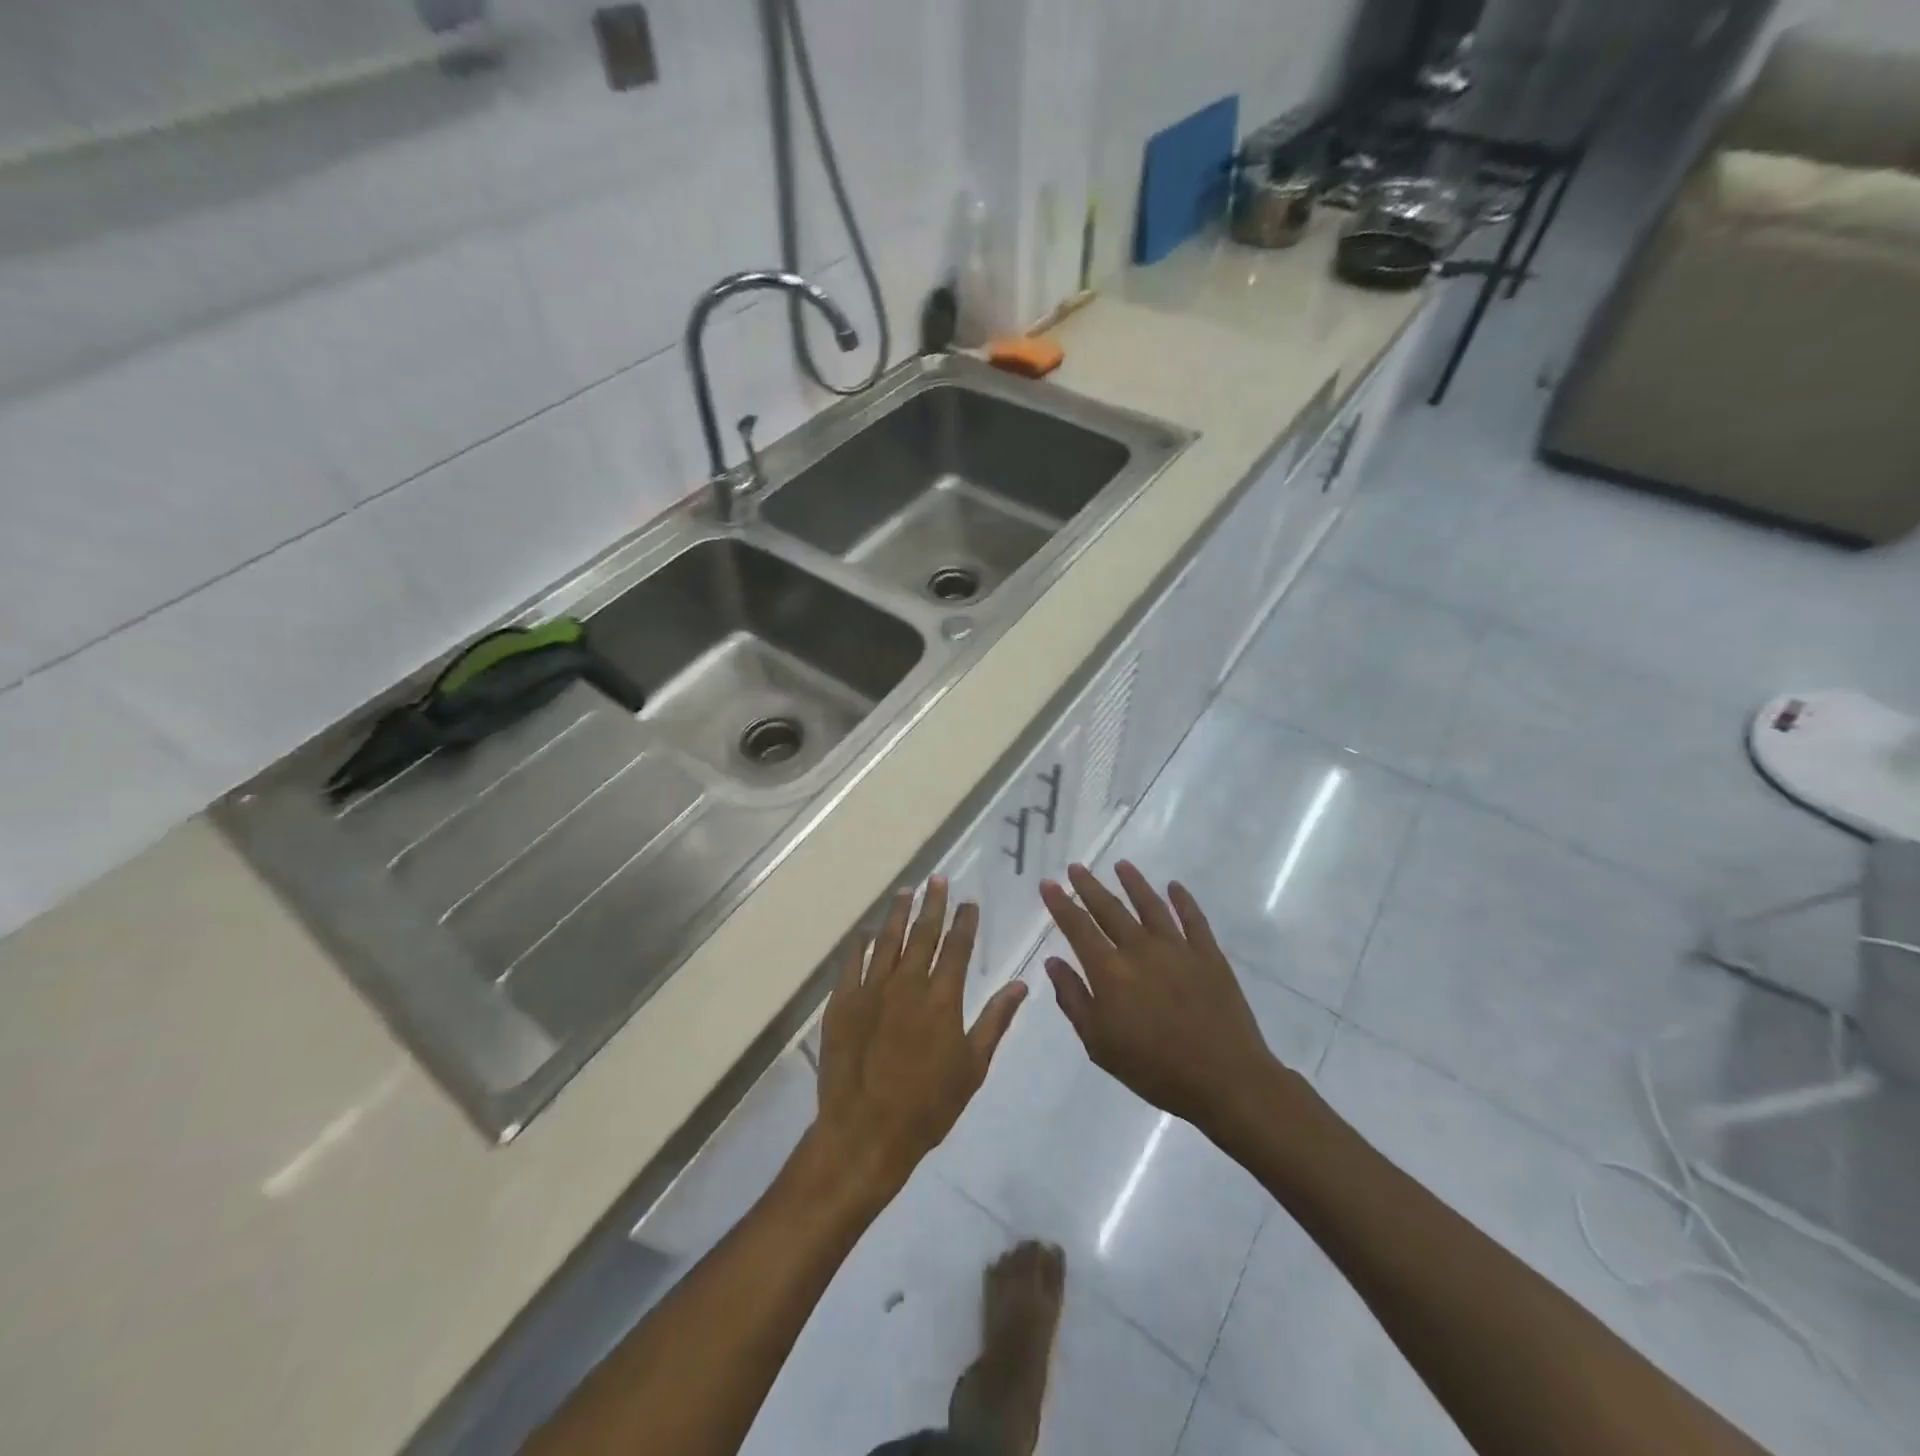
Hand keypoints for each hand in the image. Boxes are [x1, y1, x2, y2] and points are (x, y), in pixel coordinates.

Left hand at [811, 877, 1027, 1202]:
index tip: (969, 902)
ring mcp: (871, 990)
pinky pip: (852, 963)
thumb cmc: (928, 1105)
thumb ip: (995, 1021)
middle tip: (937, 880)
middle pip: (923, 933)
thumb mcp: (973, 1067)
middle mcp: (907, 983)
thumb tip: (1020, 984)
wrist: (866, 1131)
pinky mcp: (843, 1003)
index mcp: (942, 997)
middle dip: (933, 904)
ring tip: (906, 891)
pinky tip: (866, 932)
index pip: (958, 947)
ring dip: (898, 914)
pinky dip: (861, 944)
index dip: (965, 922)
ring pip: (887, 940)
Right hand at [1040, 862, 1280, 1131]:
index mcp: (1110, 972)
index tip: (1048, 883)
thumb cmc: (1154, 1069)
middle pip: (1110, 909)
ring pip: (1150, 905)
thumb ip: (1073, 999)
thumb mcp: (1099, 1044)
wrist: (1225, 1080)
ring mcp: (1177, 948)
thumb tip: (1053, 962)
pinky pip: (1193, 918)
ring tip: (1121, 865)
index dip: (1061, 904)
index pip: (1078, 927)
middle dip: (1089, 886)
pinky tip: (1174, 886)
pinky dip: (1183, 899)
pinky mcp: (1209, 954)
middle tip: (1076, 866)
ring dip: (1133, 882)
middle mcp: (1140, 949)